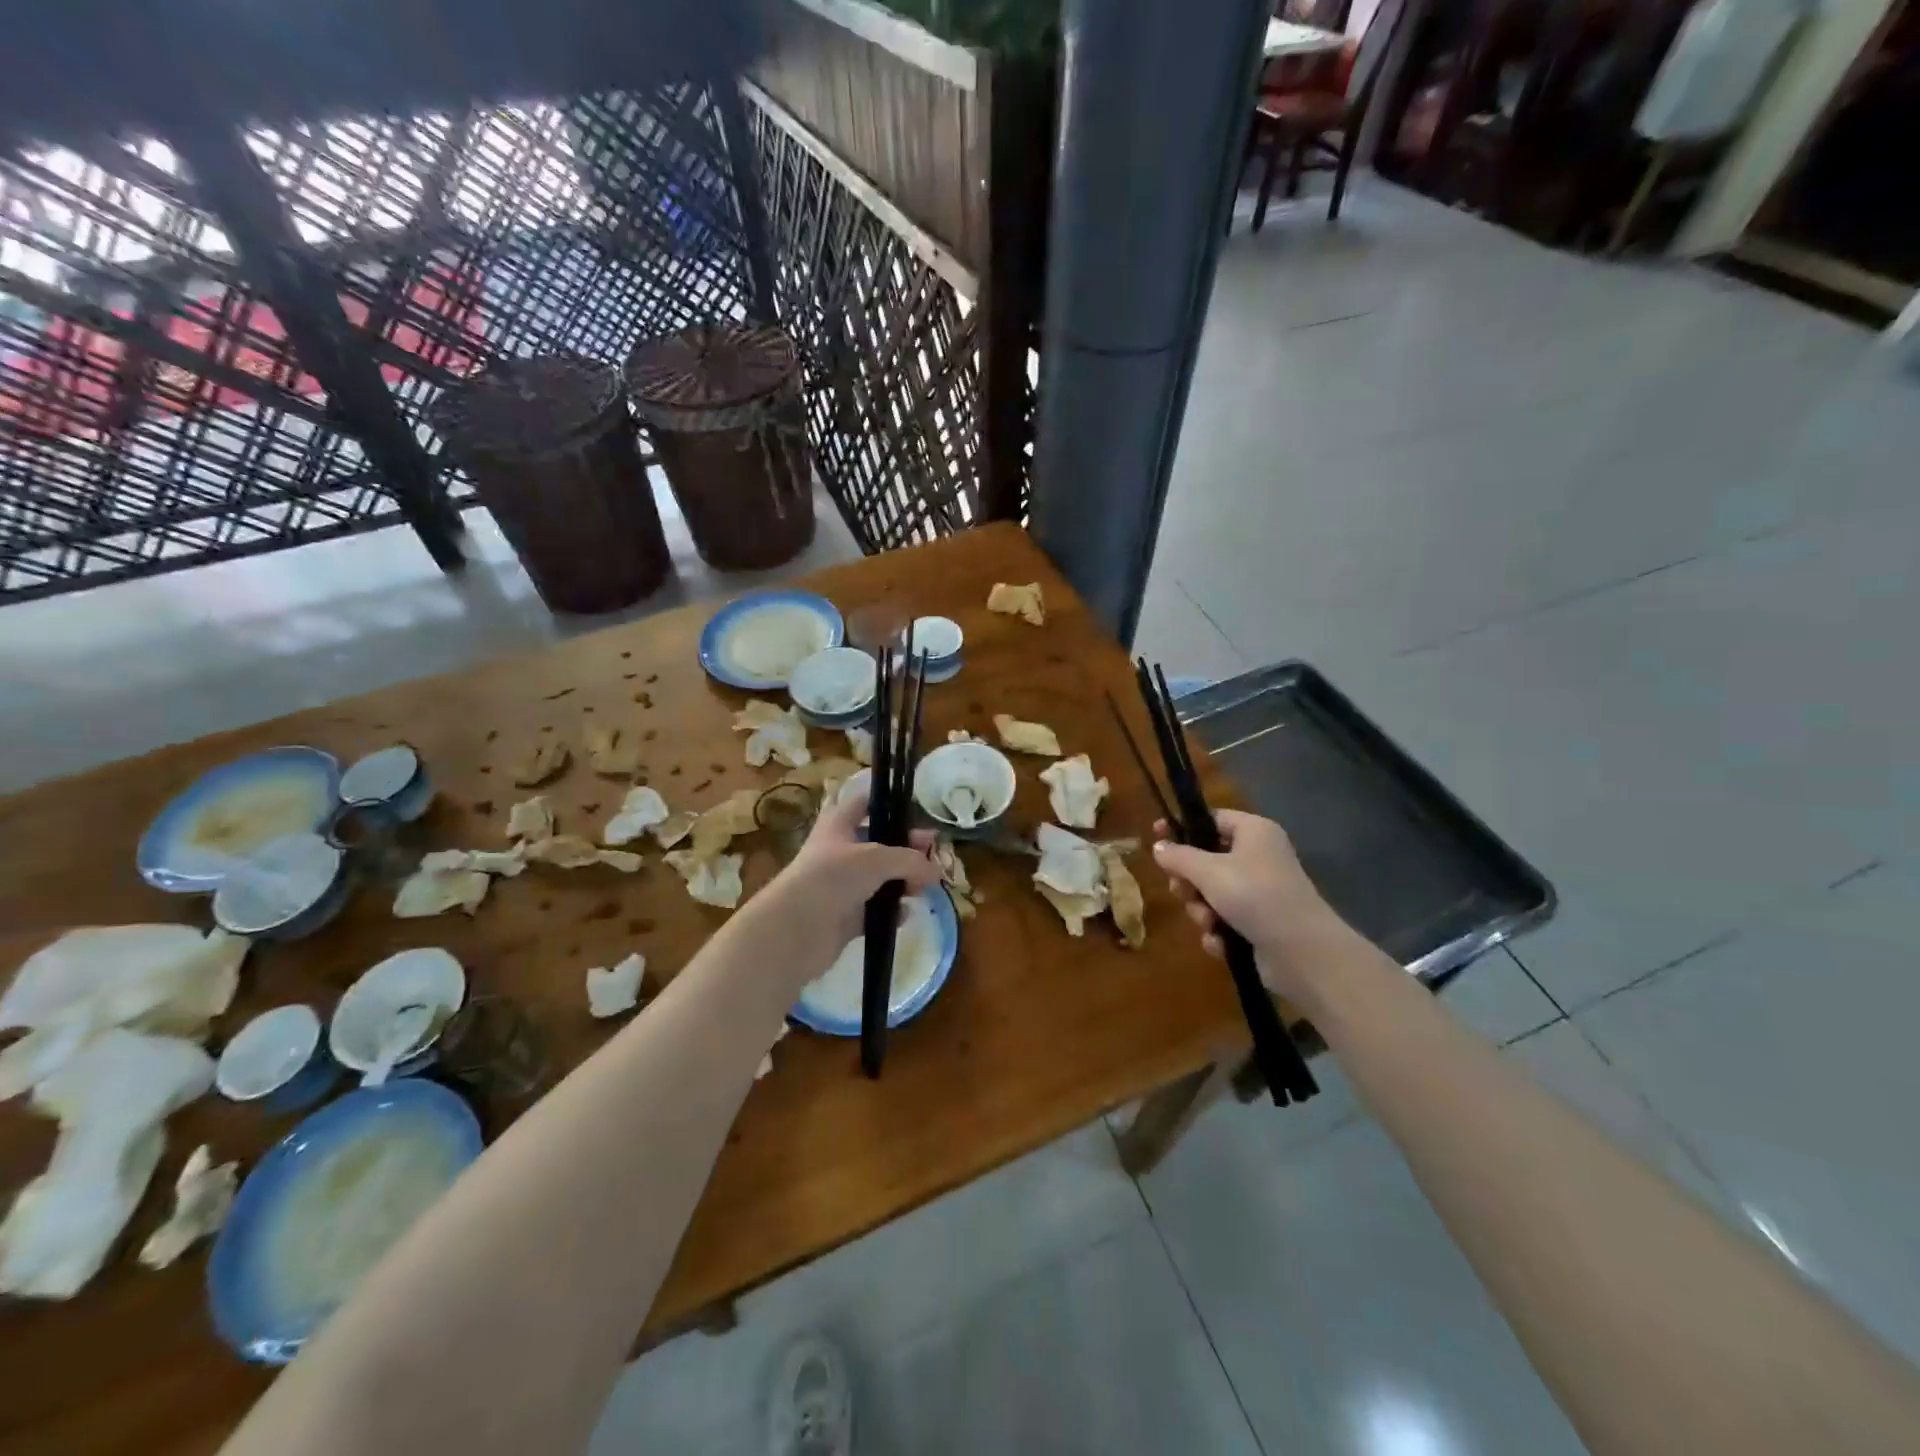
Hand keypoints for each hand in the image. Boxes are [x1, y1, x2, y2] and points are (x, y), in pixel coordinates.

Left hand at [746, 787, 940, 984]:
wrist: (795, 929)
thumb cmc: (833, 876)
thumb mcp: (878, 858)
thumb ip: (911, 860)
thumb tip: (936, 872)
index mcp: (839, 824)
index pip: (864, 803)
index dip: (887, 803)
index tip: (914, 811)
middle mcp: (839, 851)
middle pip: (880, 843)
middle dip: (907, 849)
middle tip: (932, 855)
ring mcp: (842, 885)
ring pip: (880, 878)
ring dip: (903, 882)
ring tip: (923, 889)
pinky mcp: (845, 917)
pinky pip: (875, 910)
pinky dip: (891, 911)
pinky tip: (903, 914)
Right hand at [1152, 810, 1348, 1000]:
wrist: (1302, 952)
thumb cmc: (1255, 896)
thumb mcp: (1208, 871)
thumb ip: (1178, 856)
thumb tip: (1158, 847)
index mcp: (1254, 832)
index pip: (1211, 819)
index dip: (1182, 828)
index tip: (1155, 838)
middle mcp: (1258, 857)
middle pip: (1206, 860)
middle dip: (1189, 882)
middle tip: (1182, 892)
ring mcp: (1260, 892)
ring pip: (1211, 894)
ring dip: (1201, 910)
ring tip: (1208, 922)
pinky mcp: (1260, 923)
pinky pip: (1225, 919)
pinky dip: (1218, 931)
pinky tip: (1220, 942)